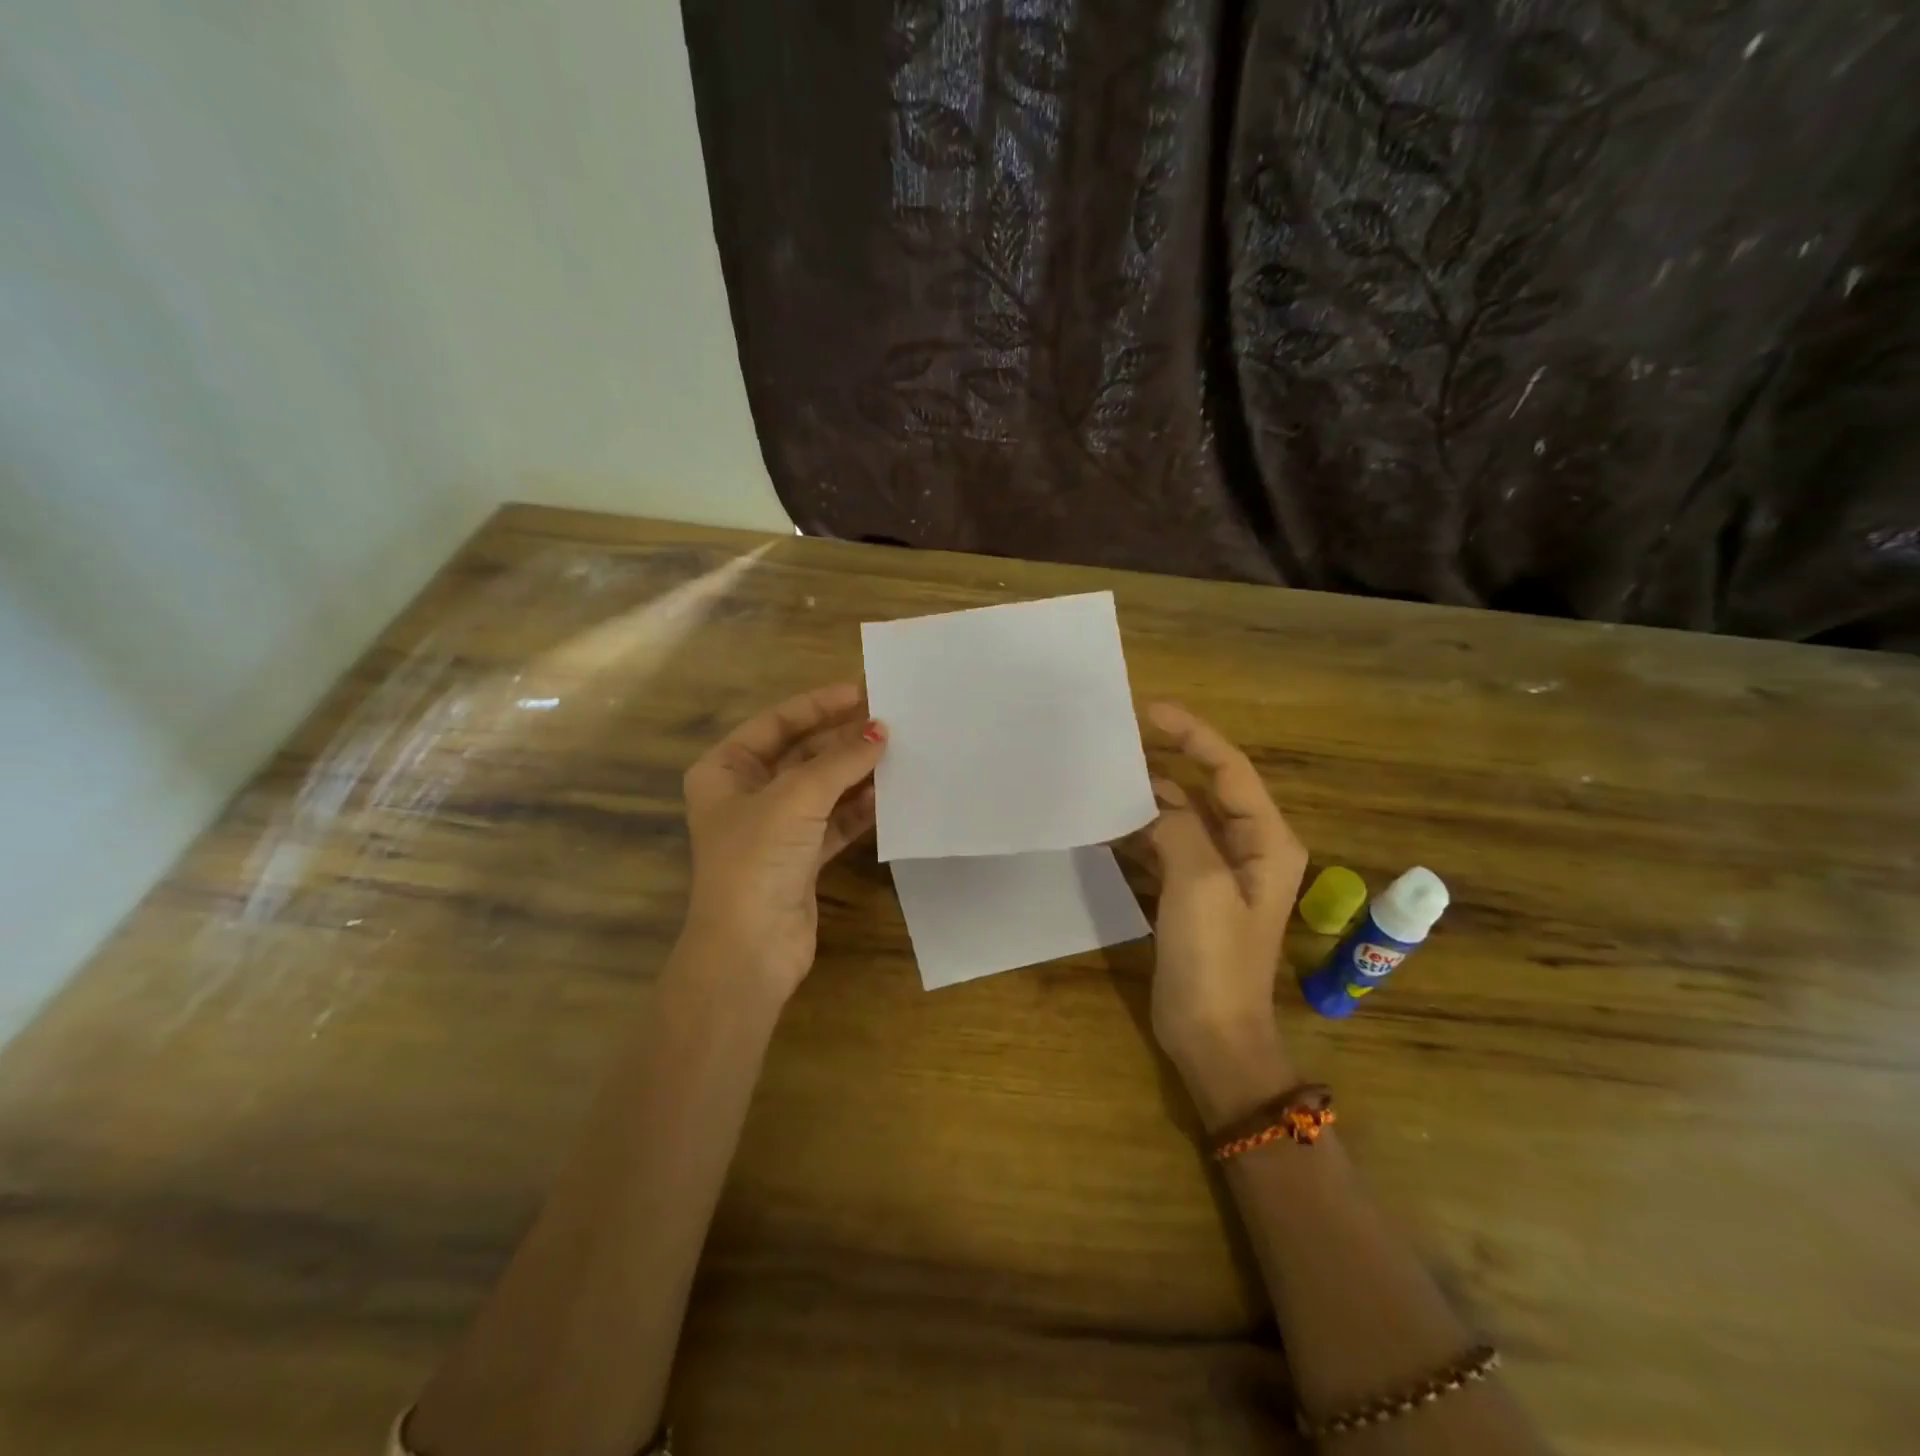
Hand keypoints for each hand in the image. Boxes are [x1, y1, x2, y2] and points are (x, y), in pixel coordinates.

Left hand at [680, 682, 886, 999]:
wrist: (749, 950)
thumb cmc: (757, 860)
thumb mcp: (797, 798)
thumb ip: (840, 761)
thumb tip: (880, 731)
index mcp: (726, 770)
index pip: (776, 723)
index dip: (818, 705)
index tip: (861, 691)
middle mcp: (748, 794)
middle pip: (803, 754)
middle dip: (843, 740)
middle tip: (890, 721)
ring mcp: (776, 828)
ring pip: (823, 789)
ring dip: (856, 774)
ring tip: (898, 754)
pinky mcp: (801, 858)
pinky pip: (835, 822)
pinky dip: (859, 810)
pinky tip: (888, 797)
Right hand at [1141, 702, 1308, 1121]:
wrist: (1211, 1034)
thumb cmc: (1215, 959)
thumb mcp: (1198, 884)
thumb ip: (1178, 828)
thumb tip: (1153, 800)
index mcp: (1265, 840)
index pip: (1230, 769)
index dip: (1192, 734)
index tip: (1149, 710)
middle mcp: (1247, 848)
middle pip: (1204, 789)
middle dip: (1165, 764)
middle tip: (1116, 743)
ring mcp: (1216, 873)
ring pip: (1180, 818)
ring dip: (1146, 800)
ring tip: (1103, 781)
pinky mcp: (1189, 894)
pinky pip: (1164, 847)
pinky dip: (1138, 834)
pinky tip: (1106, 828)